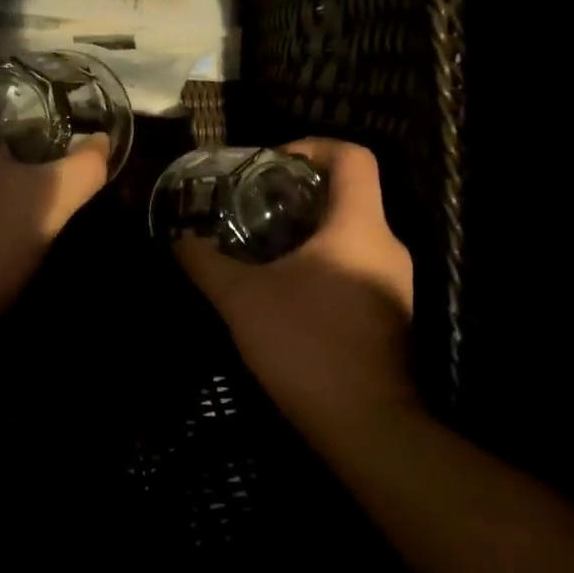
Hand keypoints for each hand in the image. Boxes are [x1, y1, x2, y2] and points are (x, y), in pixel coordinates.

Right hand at [174, 139, 417, 438]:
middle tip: (251, 207)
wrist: (365, 425)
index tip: (270, 165)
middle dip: (298, 193)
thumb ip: (206, 263)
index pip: (353, 158)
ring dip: (308, 231)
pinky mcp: (390, 313)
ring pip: (351, 233)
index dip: (311, 147)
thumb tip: (179, 239)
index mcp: (359, 227)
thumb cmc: (305, 345)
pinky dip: (321, 262)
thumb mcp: (242, 299)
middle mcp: (387, 245)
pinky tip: (285, 289)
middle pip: (349, 194)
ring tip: (260, 247)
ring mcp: (394, 283)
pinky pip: (356, 265)